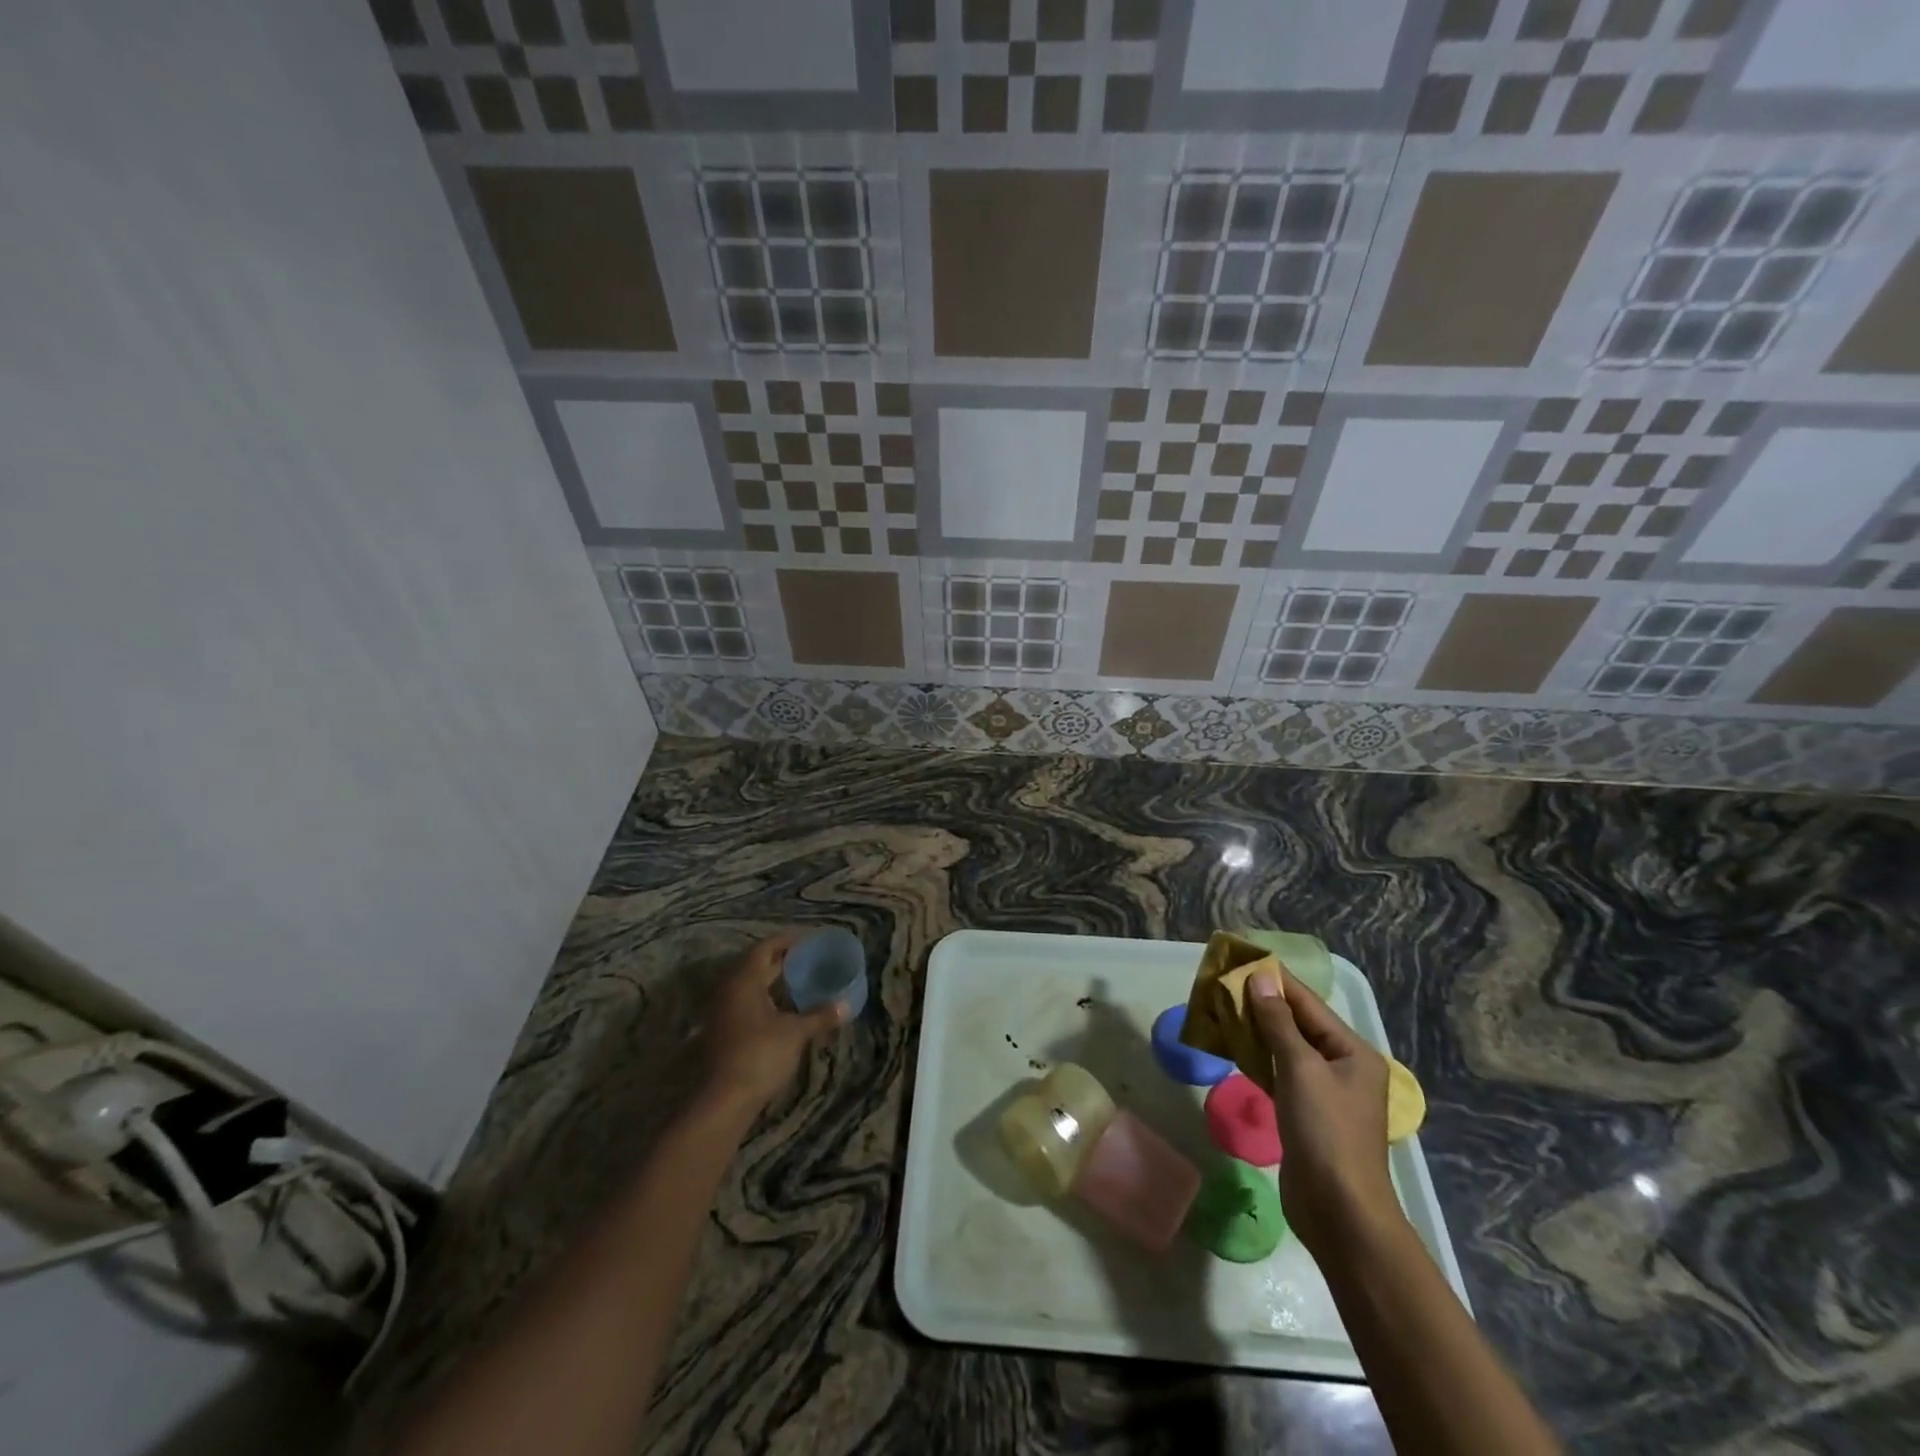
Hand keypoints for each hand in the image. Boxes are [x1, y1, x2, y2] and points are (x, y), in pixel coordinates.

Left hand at [705, 933, 846, 1110]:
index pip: (765, 948)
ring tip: (801, 982)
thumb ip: (820, 1016)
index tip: (809, 939)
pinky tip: (785, 1010)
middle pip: (756, 966)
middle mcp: (729, 992)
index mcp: (744, 981)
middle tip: (809, 959)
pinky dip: (766, 1000)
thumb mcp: (795, 1033)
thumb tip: (847, 1004)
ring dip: (773, 982)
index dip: (787, 940)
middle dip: (782, 961)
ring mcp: (723, 1014)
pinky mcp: (723, 1034)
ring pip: (750, 987)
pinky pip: (747, 1005)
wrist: (723, 1101)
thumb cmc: (759, 1055)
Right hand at [1245, 970, 1402, 1259]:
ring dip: (1256, 1029)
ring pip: (1285, 1048)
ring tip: (1221, 1007)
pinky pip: (1279, 1072)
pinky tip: (1233, 1046)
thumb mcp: (1300, 1069)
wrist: (1339, 1211)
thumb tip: (1260, 978)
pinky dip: (1258, 1057)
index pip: (1308, 1003)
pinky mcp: (1305, 1112)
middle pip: (1297, 1023)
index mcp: (1352, 1051)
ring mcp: (1324, 1091)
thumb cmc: (1325, 1132)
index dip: (1275, 979)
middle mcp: (1342, 1066)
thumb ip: (1278, 1022)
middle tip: (1223, 982)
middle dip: (1262, 1003)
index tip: (1242, 958)